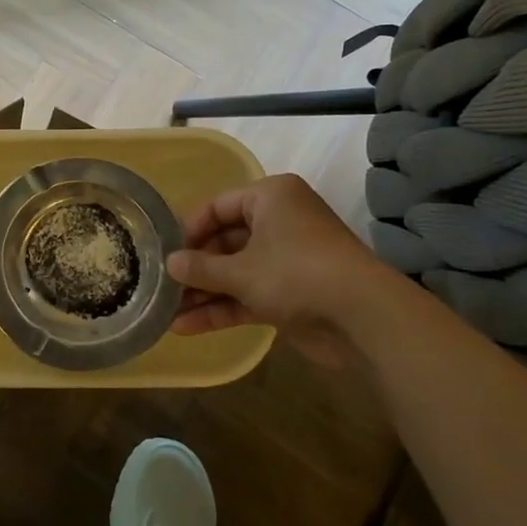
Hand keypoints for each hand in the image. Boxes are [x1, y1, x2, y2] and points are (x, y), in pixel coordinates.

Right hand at [166, 173, 391, 356]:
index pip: (218, 206)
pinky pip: (249, 294)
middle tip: (162, 285)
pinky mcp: (292, 293)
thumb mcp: (241, 270)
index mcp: (271, 198)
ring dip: (204, 292)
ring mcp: (287, 260)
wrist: (364, 318)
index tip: (165, 252)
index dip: (190, 229)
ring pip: (236, 272)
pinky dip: (223, 308)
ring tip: (167, 312)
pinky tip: (187, 328)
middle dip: (195, 268)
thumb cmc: (296, 274)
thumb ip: (201, 268)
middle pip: (226, 241)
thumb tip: (169, 264)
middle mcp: (279, 222)